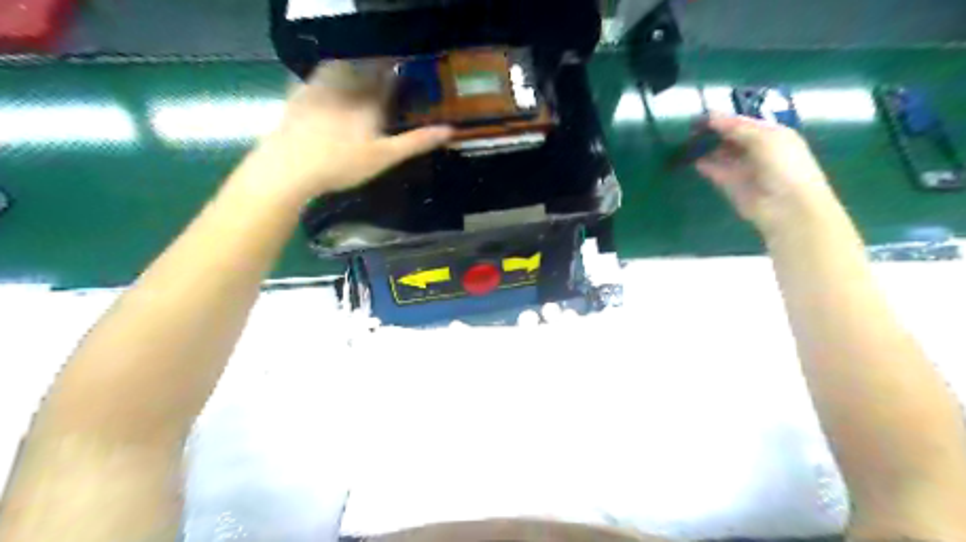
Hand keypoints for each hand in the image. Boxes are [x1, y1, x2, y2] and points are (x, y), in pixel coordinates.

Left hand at [241, 62, 453, 204]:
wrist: (290, 166)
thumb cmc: (342, 163)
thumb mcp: (385, 157)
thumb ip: (416, 142)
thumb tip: (449, 130)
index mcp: (370, 100)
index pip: (390, 77)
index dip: (401, 72)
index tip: (410, 72)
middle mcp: (347, 86)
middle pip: (365, 67)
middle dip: (378, 68)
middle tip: (386, 75)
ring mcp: (320, 87)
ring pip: (340, 66)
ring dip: (353, 67)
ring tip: (360, 76)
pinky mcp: (299, 94)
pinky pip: (315, 76)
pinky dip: (325, 76)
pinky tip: (326, 86)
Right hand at [695, 113, 838, 232]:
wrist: (787, 207)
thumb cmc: (784, 166)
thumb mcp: (764, 138)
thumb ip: (736, 127)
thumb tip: (711, 116)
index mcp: (771, 134)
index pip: (743, 122)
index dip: (724, 117)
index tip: (702, 114)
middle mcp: (756, 149)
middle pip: (730, 137)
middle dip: (713, 132)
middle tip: (690, 127)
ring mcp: (742, 167)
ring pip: (720, 153)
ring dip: (706, 147)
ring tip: (687, 141)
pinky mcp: (730, 185)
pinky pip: (714, 170)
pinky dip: (703, 164)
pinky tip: (691, 158)